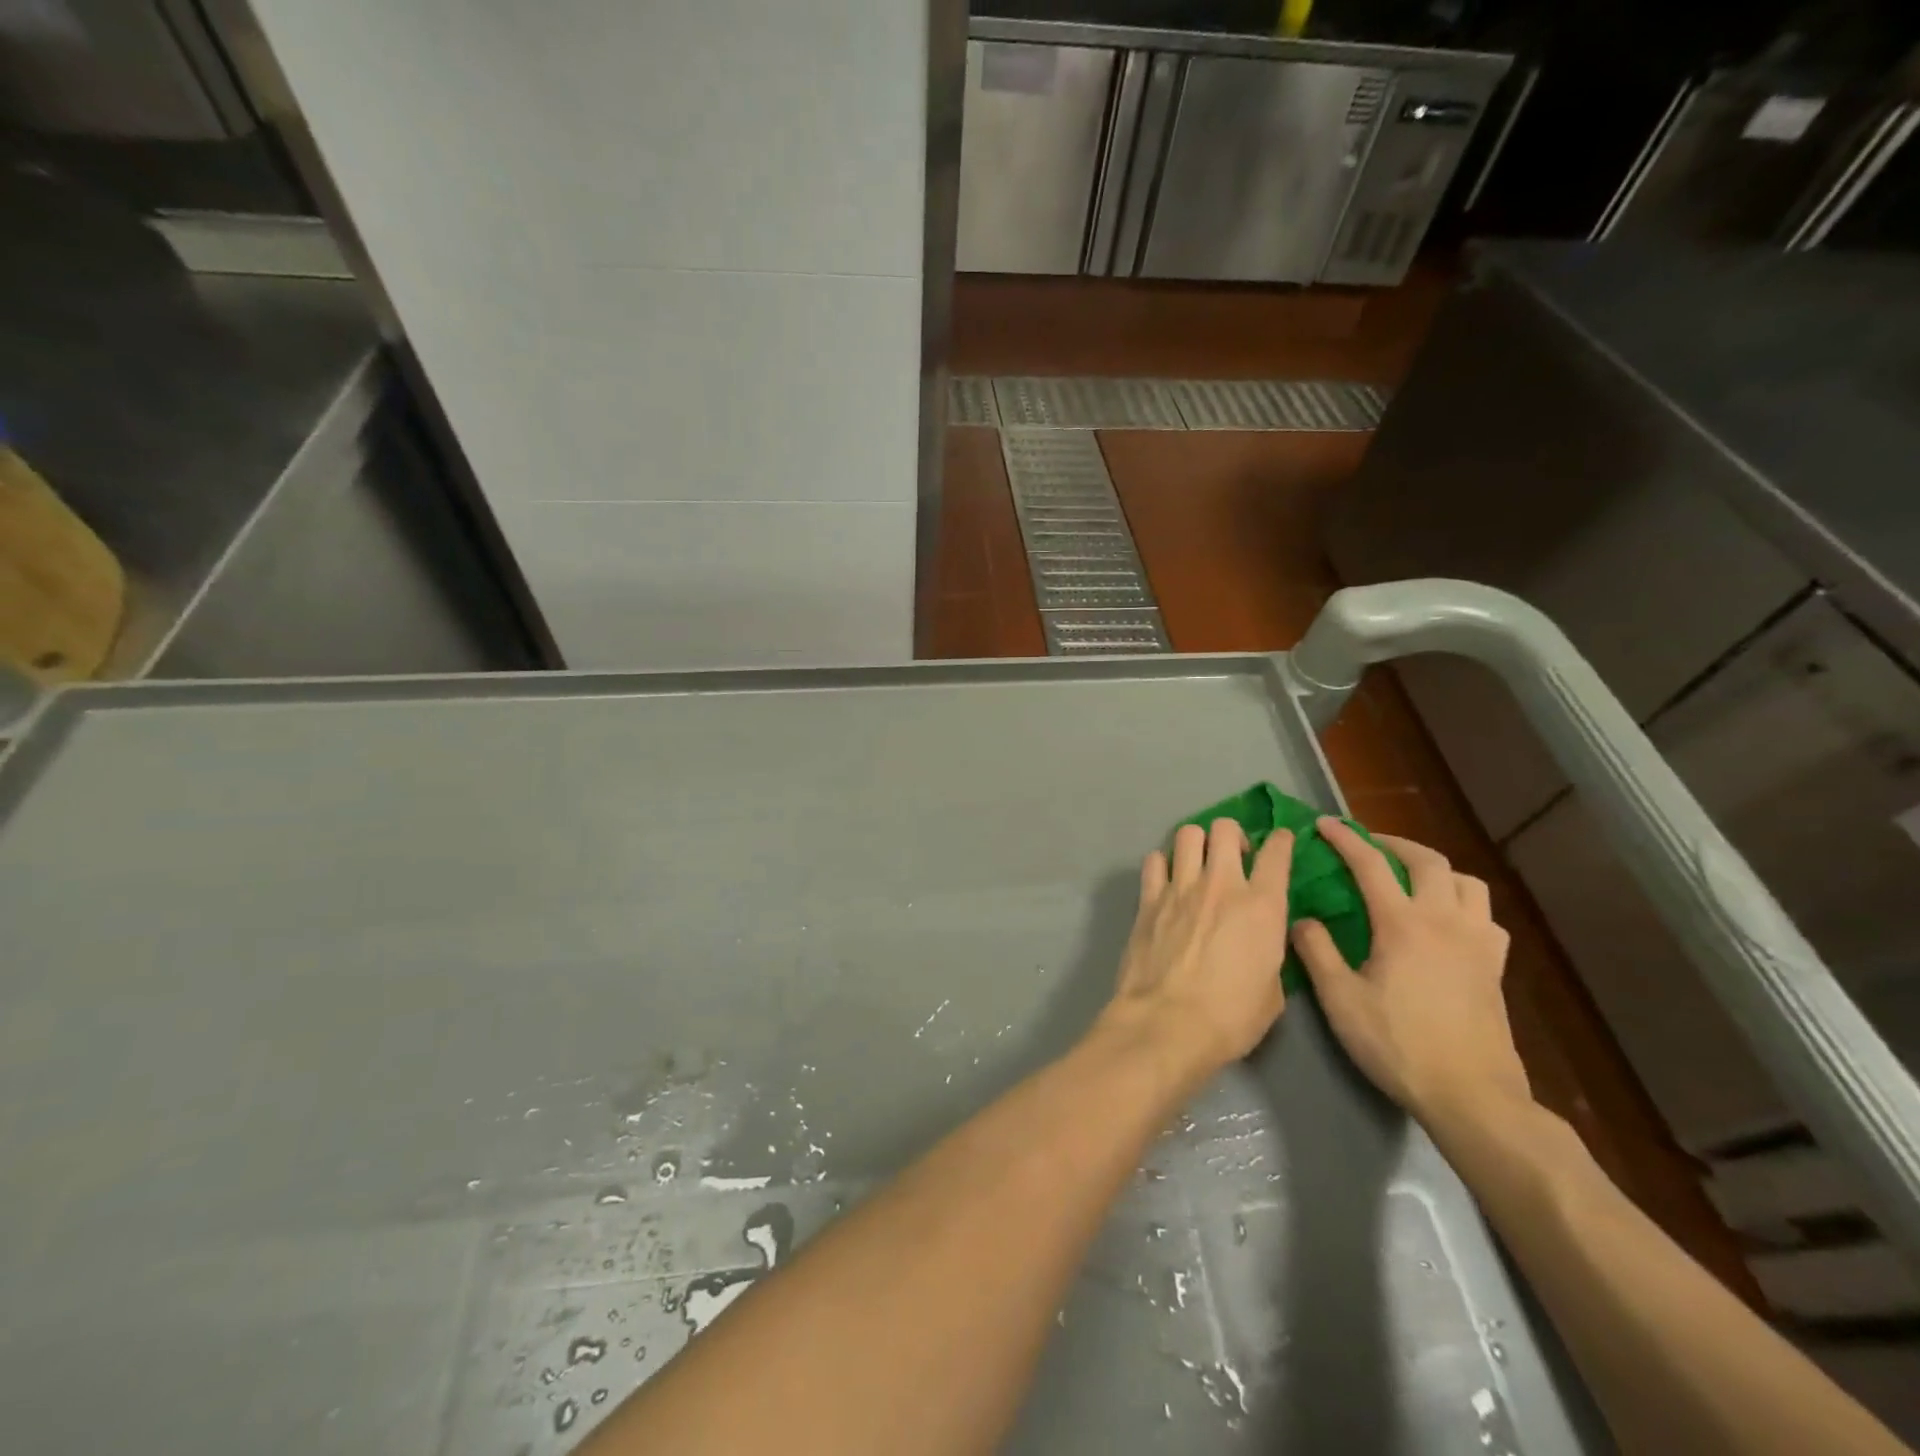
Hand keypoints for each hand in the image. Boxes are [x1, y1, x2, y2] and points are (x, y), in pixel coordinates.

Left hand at [1098, 818, 1295, 1084]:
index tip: (1280, 841)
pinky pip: (1154, 860)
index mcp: (1262, 906)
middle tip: (1232, 856)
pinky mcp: (1148, 898)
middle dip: (1232, 835)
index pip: (1277, 853)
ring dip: (1196, 843)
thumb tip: (1260, 942)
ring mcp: (1180, 888)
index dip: (1281, 841)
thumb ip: (1269, 953)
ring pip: (1187, 834)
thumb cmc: (1230, 1018)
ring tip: (1197, 863)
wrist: (1167, 1023)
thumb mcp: (1272, 991)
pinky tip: (1166, 881)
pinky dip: (1163, 864)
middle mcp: (1221, 885)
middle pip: (1225, 829)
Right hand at [1292, 819, 1531, 1131]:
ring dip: (1436, 869)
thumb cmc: (1398, 1044)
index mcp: (1403, 924)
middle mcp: (1445, 921)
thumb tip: (1302, 919)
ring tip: (1411, 878)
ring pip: (1466, 882)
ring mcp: (1477, 942)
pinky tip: (1448, 921)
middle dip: (1393, 844)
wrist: (1470, 1095)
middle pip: (1427, 861)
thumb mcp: (1340, 1000)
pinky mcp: (1495, 966)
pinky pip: (1485, 915)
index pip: (1370, 865)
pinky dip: (1463, 903)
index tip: (1322, 825)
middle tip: (1368, 845)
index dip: (1344, 839)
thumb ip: (1316, 952)